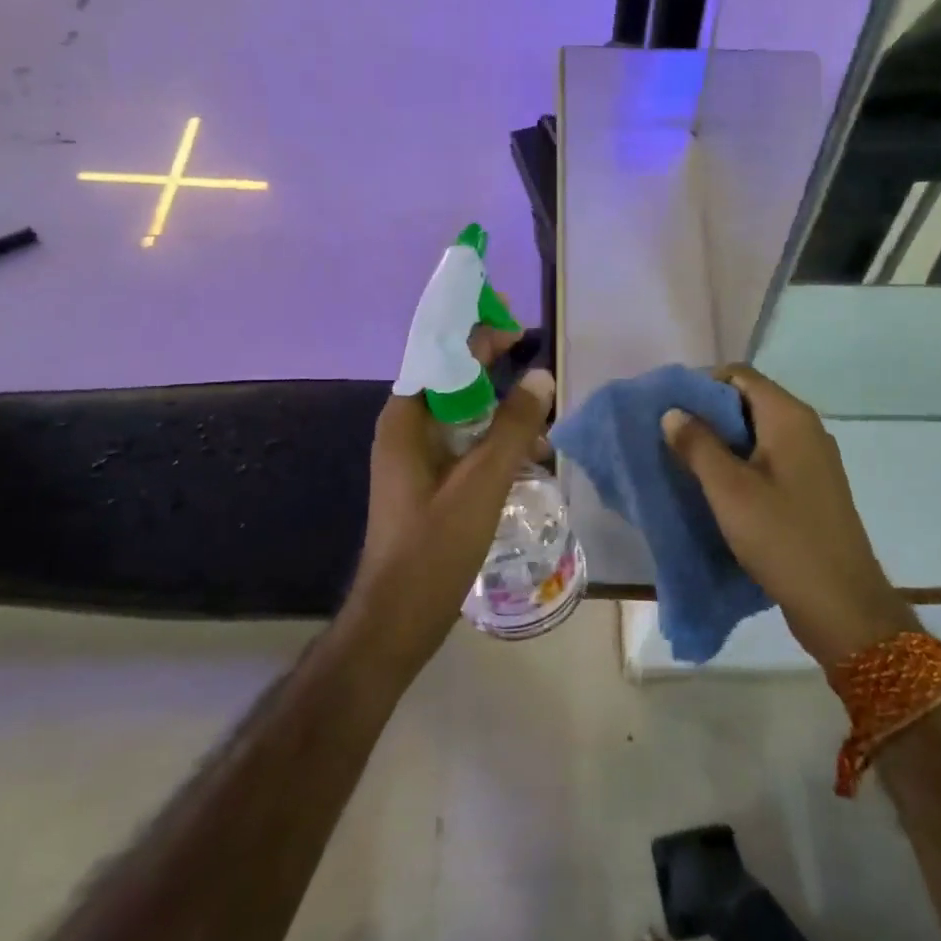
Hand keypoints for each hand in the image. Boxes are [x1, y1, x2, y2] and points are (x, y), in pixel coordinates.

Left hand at [346, 330, 554, 676]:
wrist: (399, 616)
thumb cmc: (436, 545)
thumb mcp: (483, 480)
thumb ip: (513, 425)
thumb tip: (541, 375)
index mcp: (407, 417)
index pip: (442, 353)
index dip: (478, 333)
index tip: (517, 325)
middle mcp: (406, 427)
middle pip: (453, 379)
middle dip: (494, 369)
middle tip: (536, 367)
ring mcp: (415, 455)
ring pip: (462, 414)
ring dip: (500, 412)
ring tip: (541, 428)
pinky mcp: (428, 479)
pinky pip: (464, 443)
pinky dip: (493, 441)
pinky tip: (527, 460)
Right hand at [661, 365, 919, 671]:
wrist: (841, 603)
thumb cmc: (782, 537)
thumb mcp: (728, 489)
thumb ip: (698, 445)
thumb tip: (673, 412)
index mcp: (789, 417)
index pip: (739, 375)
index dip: (702, 386)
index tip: (672, 413)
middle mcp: (806, 429)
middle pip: (748, 402)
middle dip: (708, 417)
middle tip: (673, 441)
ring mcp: (813, 460)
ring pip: (758, 435)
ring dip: (723, 445)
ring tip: (688, 467)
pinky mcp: (812, 489)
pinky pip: (770, 461)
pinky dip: (742, 467)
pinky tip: (720, 493)